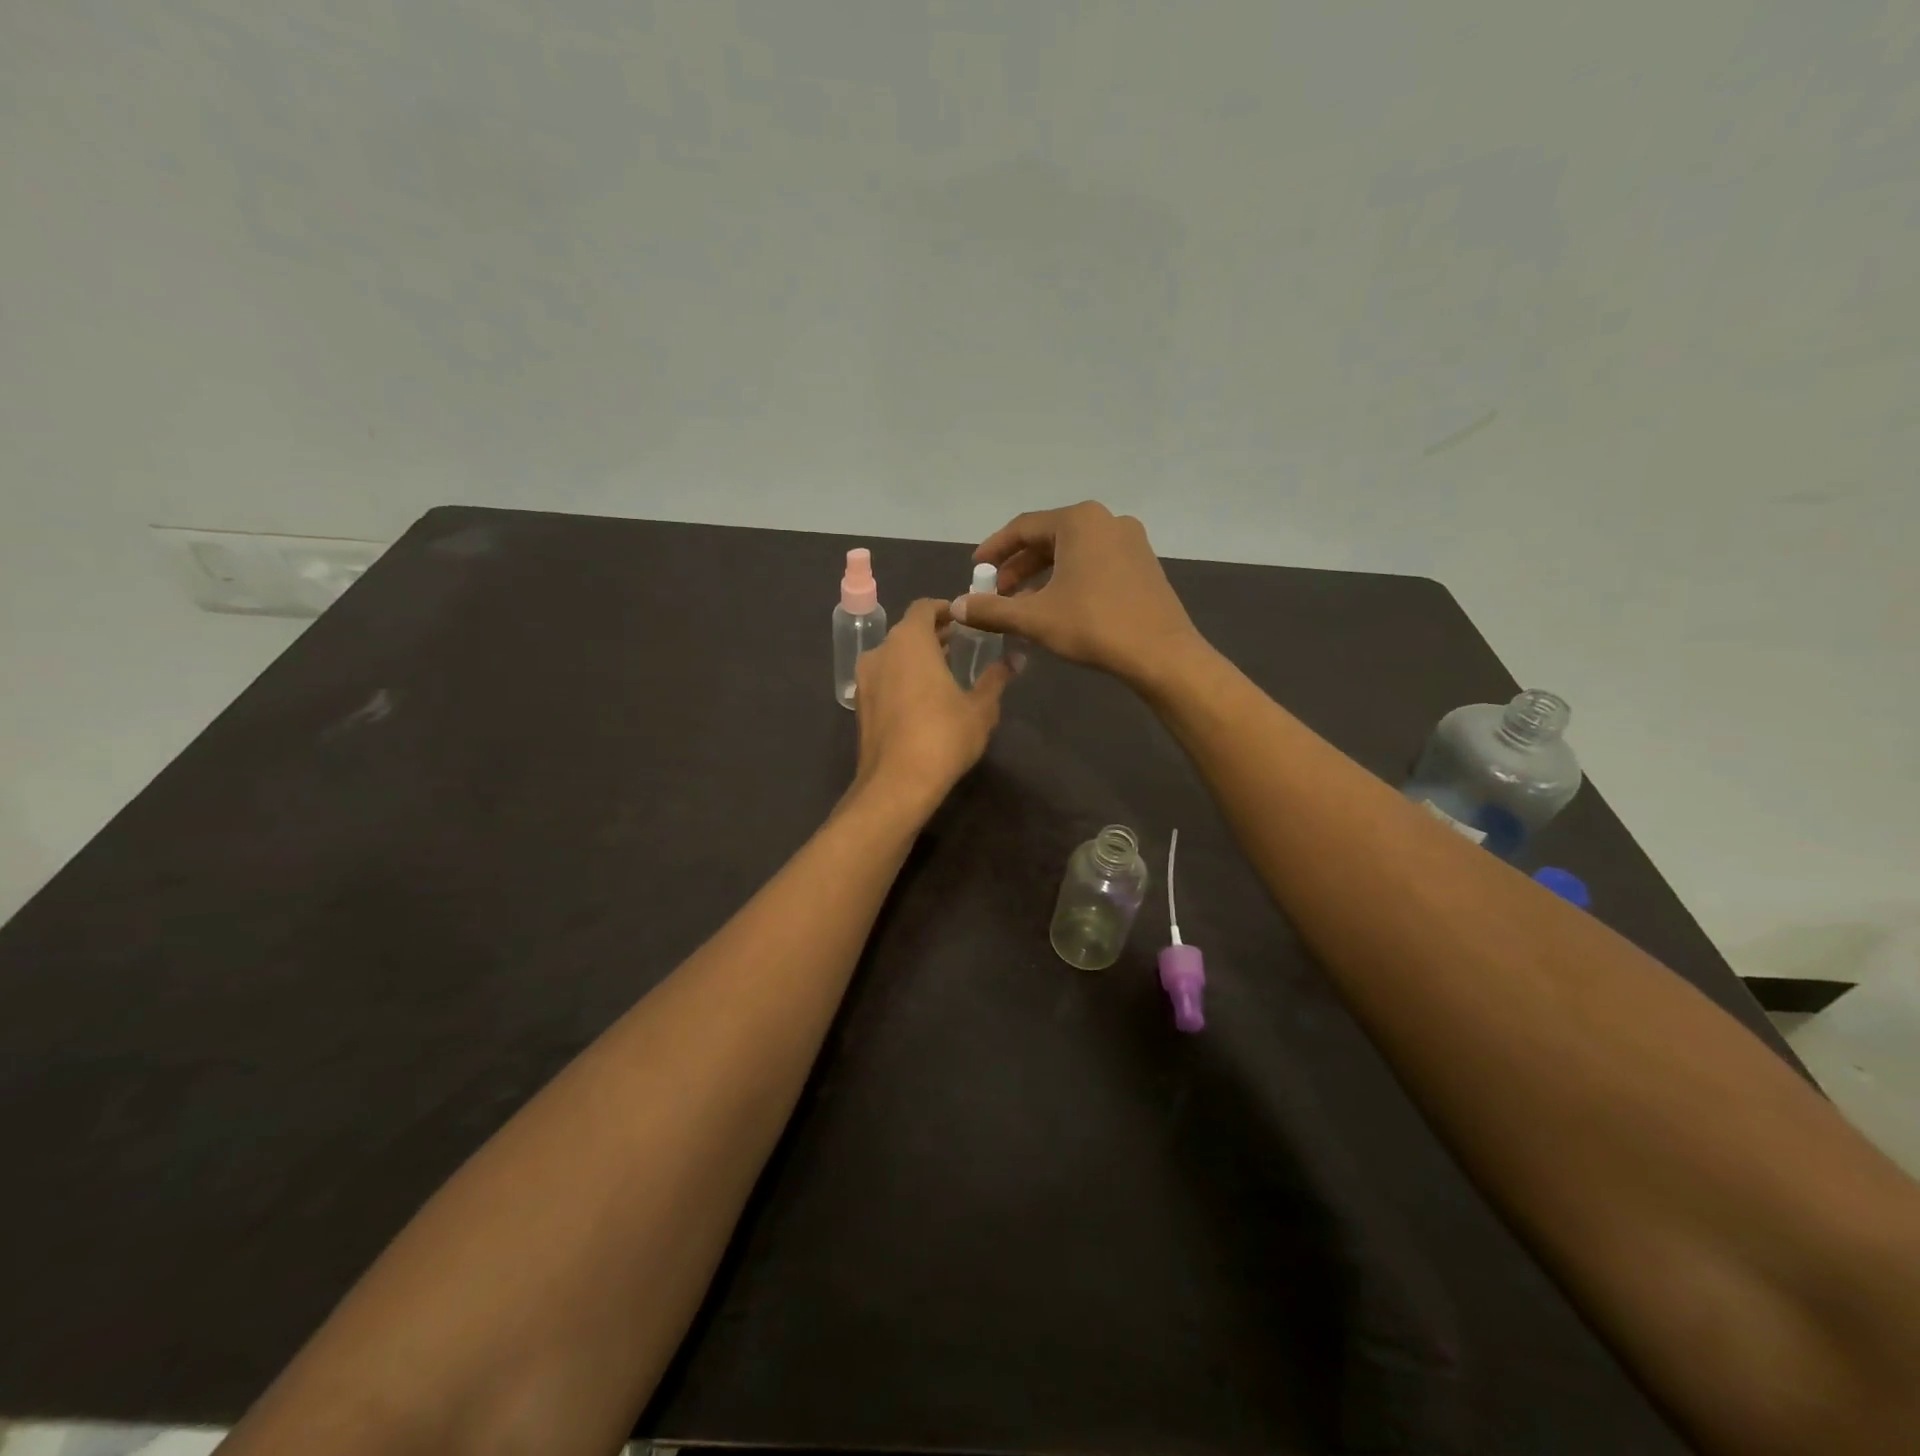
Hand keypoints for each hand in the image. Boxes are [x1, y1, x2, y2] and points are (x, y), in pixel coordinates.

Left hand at [851, 599, 1010, 816]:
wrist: (896, 784)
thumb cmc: (943, 736)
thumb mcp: (981, 709)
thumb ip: (996, 679)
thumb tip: (1015, 659)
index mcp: (909, 640)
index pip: (925, 607)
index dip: (946, 610)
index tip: (965, 621)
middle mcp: (881, 651)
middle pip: (907, 631)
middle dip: (933, 636)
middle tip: (960, 646)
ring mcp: (865, 679)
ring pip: (893, 656)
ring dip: (916, 658)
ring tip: (944, 674)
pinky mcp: (860, 705)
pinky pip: (884, 679)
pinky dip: (902, 679)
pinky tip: (923, 701)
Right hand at [952, 502, 1202, 688]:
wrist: (1161, 654)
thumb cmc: (1094, 626)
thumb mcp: (1034, 618)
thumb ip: (991, 609)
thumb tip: (955, 607)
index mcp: (1079, 521)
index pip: (1023, 528)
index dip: (994, 550)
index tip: (975, 570)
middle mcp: (1106, 520)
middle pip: (1048, 538)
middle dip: (1018, 566)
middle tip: (996, 592)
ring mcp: (1130, 541)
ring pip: (1072, 552)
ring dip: (1042, 575)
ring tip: (1021, 603)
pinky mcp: (1142, 564)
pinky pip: (1094, 563)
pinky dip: (1068, 579)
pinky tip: (1056, 606)